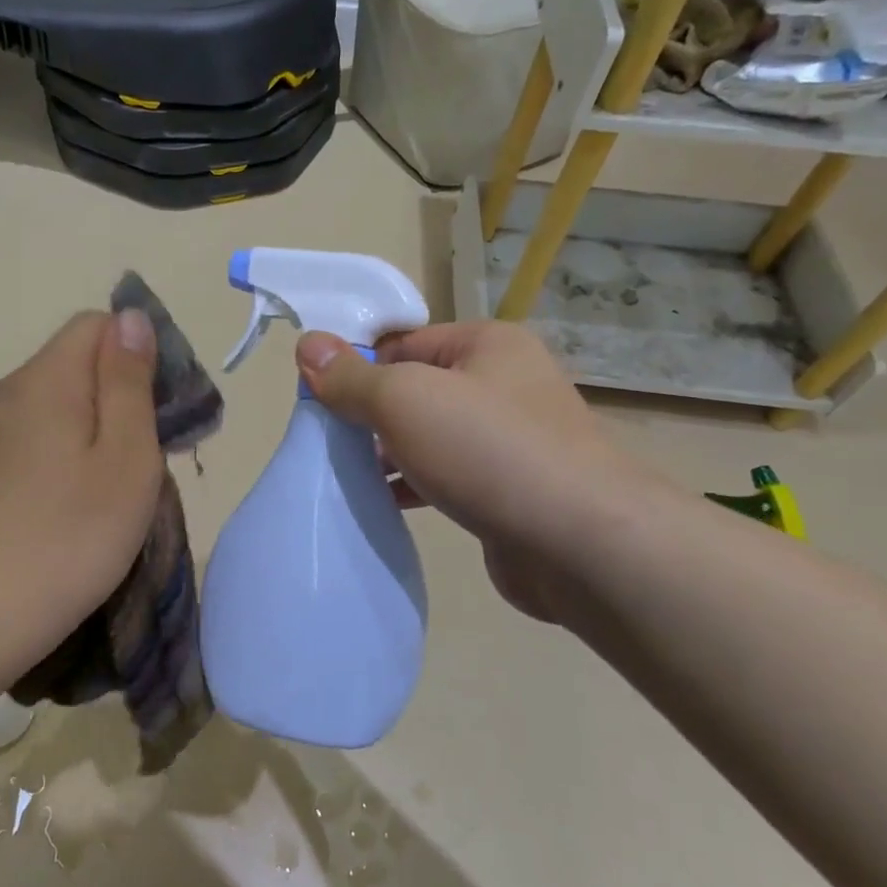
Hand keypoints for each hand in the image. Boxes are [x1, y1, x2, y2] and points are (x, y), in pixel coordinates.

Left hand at [0, 310, 162, 686]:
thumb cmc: (69, 537)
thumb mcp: (125, 457)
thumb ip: (129, 381)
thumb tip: (131, 317)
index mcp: (45, 378)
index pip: (100, 324)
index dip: (141, 354)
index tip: (165, 411)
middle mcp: (8, 390)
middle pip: (79, 363)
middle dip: (123, 396)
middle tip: (149, 460)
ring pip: (60, 403)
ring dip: (97, 430)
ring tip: (116, 489)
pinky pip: (37, 435)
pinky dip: (67, 454)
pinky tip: (75, 504)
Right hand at [295, 321, 650, 629]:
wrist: (580, 544)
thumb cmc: (487, 450)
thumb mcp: (405, 400)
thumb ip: (352, 377)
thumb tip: (307, 344)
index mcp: (486, 345)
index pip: (404, 342)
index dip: (357, 366)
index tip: (317, 399)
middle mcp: (503, 384)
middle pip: (415, 389)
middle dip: (369, 414)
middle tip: (324, 441)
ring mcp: (510, 441)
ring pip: (429, 436)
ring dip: (387, 454)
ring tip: (341, 474)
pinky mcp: (507, 491)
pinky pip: (446, 476)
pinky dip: (413, 486)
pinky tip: (380, 504)